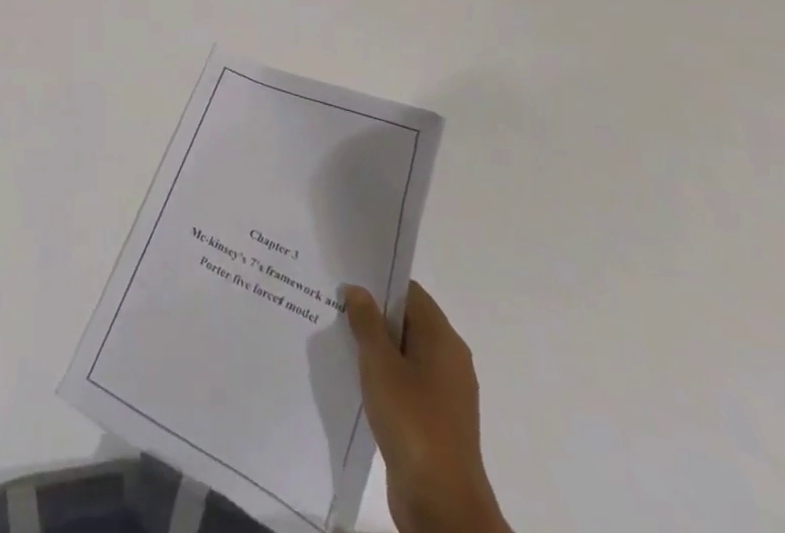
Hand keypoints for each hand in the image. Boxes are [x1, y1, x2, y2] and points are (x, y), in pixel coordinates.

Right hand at [344, 282, 508, 532]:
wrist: (441, 504)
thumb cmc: (412, 421)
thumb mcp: (380, 365)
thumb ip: (367, 323)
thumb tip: (358, 291)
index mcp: (443, 340)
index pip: (410, 293)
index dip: (379, 283)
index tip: (347, 280)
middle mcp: (449, 361)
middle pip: (407, 322)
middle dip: (373, 315)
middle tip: (335, 307)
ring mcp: (444, 394)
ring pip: (404, 355)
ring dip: (376, 349)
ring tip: (339, 340)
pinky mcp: (434, 421)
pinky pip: (406, 384)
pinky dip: (383, 377)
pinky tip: (355, 380)